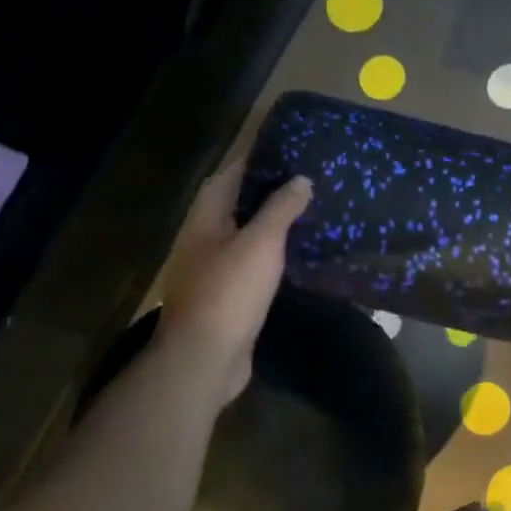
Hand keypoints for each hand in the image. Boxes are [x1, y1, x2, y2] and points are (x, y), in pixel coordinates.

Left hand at [154, 161, 311, 404]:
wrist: (205, 359)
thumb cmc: (230, 293)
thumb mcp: (260, 244)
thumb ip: (280, 209)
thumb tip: (301, 179)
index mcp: (206, 222)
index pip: (227, 179)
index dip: (253, 162)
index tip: (285, 151)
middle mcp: (203, 243)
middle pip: (234, 207)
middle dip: (265, 194)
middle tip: (304, 182)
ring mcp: (212, 274)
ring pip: (244, 239)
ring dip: (269, 227)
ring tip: (306, 215)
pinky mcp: (226, 300)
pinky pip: (251, 268)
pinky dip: (271, 258)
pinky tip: (295, 258)